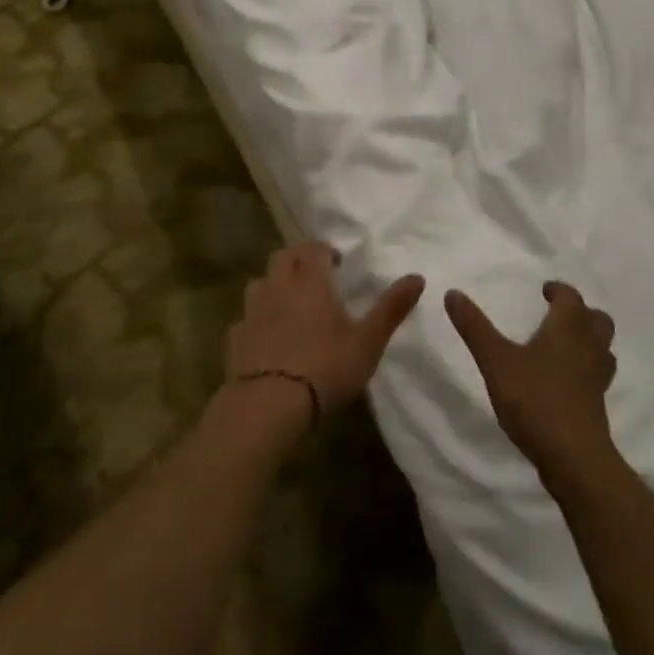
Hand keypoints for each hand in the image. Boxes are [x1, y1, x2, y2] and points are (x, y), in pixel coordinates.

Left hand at [224, 243, 424, 434]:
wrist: (267, 406)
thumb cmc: (325, 368)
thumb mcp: (368, 342)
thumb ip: (391, 308)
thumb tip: (418, 276)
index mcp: (311, 281)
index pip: (314, 249)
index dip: (325, 251)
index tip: (337, 263)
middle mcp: (279, 287)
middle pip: (283, 256)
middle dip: (299, 258)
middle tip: (314, 275)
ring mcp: (252, 311)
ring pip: (260, 282)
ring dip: (274, 284)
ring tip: (289, 302)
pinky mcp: (235, 338)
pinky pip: (245, 318)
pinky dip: (257, 319)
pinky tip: (266, 337)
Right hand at [446, 282, 618, 487]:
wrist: (574, 458)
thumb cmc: (536, 399)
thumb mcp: (496, 361)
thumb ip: (475, 327)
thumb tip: (453, 293)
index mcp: (569, 326)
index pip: (570, 296)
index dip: (557, 290)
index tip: (544, 291)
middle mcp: (589, 345)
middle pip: (596, 318)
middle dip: (580, 312)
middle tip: (556, 315)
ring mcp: (598, 376)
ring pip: (602, 346)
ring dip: (588, 340)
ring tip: (563, 345)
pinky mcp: (598, 403)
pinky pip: (597, 374)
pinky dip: (585, 368)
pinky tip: (565, 380)